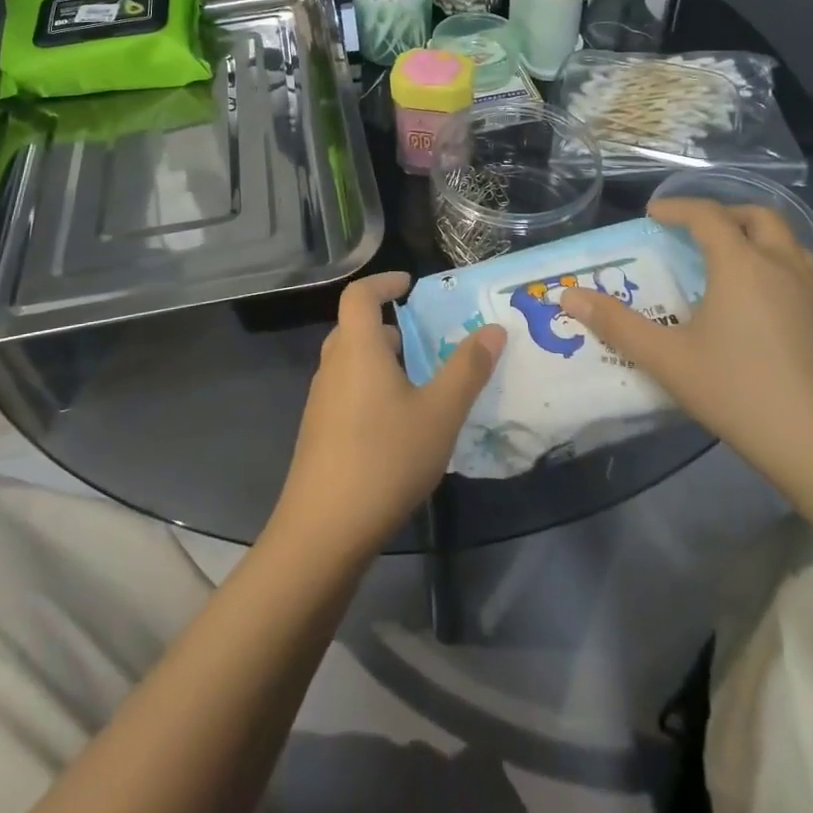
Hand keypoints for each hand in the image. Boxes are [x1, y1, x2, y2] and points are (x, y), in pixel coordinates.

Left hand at [274, 272, 504, 559]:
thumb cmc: (385, 458)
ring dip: (380, 360)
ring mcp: (320, 402)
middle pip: (354, 328)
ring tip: (418, 380)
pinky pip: (346, 392)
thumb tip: (493, 329)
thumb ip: (467, 369)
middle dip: (388, 325)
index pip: (359, 295)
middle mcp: (332, 367)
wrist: (323, 531)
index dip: (382, 281)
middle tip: (423, 337)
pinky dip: (371, 388)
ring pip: (350, 363)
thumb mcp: (439, 413)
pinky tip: (397, 424)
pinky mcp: (318, 433)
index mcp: (357, 349)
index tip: (408, 283)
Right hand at [558, 198, 812, 496]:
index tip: (654, 215)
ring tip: (734, 262)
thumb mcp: (667, 359)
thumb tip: (569, 297)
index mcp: (741, 264)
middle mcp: (784, 264)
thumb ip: (616, 324)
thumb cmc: (738, 392)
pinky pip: (808, 273)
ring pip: (790, 242)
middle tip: (696, 233)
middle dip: (724, 215)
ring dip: (759, 239)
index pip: (707, 215)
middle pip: (757, 216)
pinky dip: (782, 268)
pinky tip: (770, 305)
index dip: (677, 208)